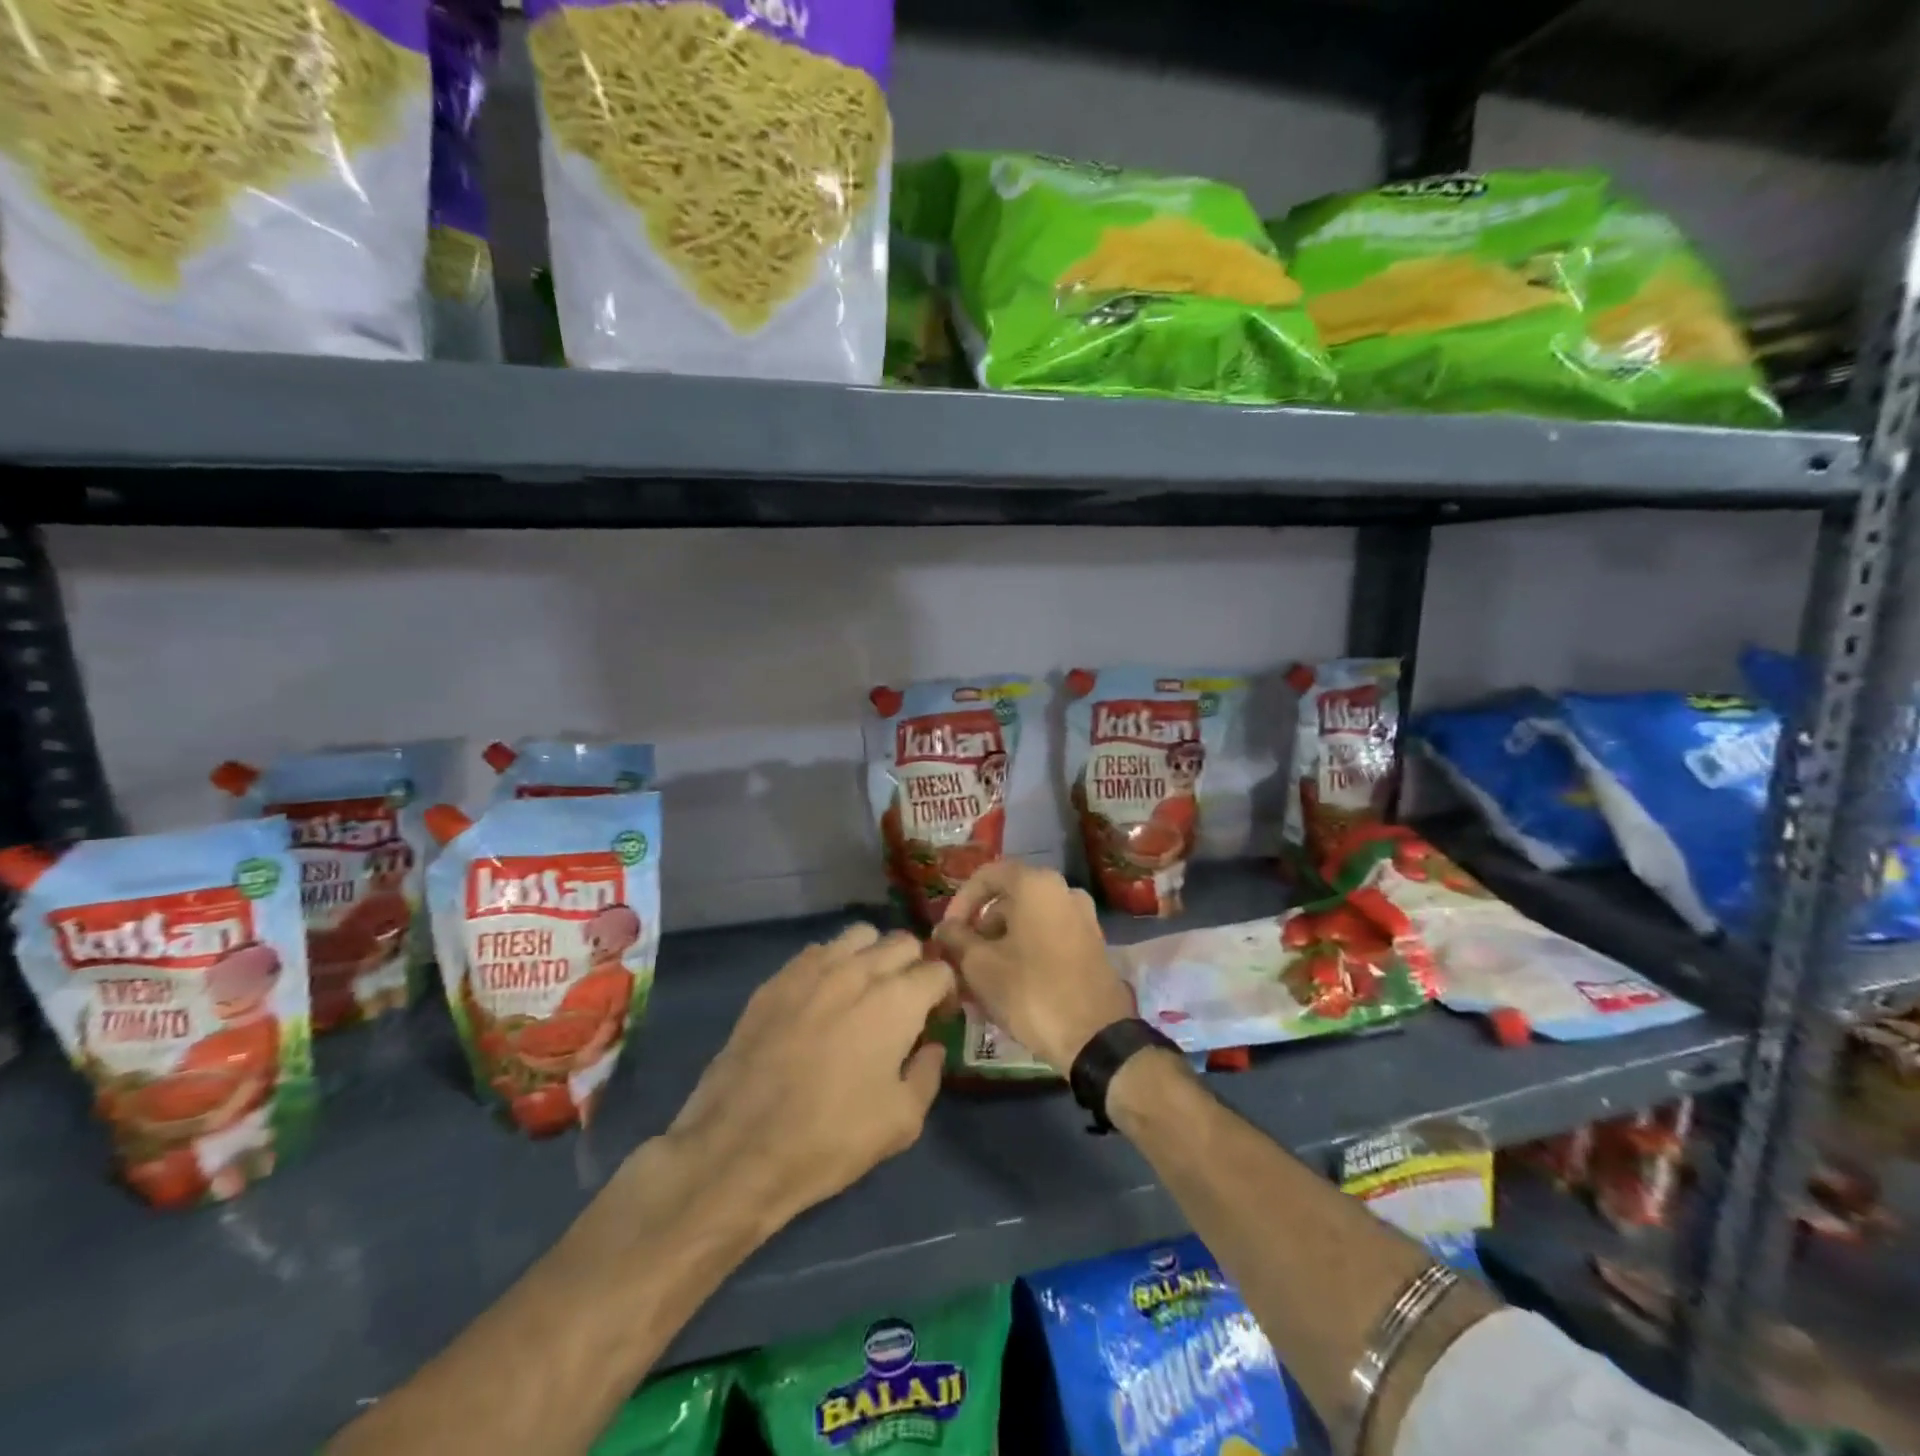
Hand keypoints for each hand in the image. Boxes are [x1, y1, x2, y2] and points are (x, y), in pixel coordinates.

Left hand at [661, 924, 951, 1235]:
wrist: (739, 1148)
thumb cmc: (830, 1139)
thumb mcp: (902, 1122)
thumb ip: (928, 1074)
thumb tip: (930, 1047)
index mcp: (896, 1000)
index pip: (939, 970)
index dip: (946, 993)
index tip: (938, 1020)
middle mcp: (858, 970)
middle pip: (902, 942)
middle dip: (915, 967)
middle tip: (908, 1004)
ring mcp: (812, 969)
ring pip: (859, 935)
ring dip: (874, 955)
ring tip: (867, 991)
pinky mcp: (776, 979)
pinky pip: (817, 952)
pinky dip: (833, 964)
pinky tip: (824, 1000)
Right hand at [932, 860, 1132, 1074]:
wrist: (1096, 1038)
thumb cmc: (1031, 991)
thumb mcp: (980, 966)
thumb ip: (957, 939)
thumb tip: (944, 928)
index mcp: (1037, 884)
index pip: (987, 876)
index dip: (960, 901)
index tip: (947, 932)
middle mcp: (1064, 891)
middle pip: (1009, 900)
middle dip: (980, 929)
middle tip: (961, 960)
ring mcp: (1083, 918)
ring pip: (1028, 923)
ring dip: (1000, 946)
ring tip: (979, 982)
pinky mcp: (1092, 946)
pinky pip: (1048, 939)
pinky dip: (1024, 954)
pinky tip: (1008, 988)